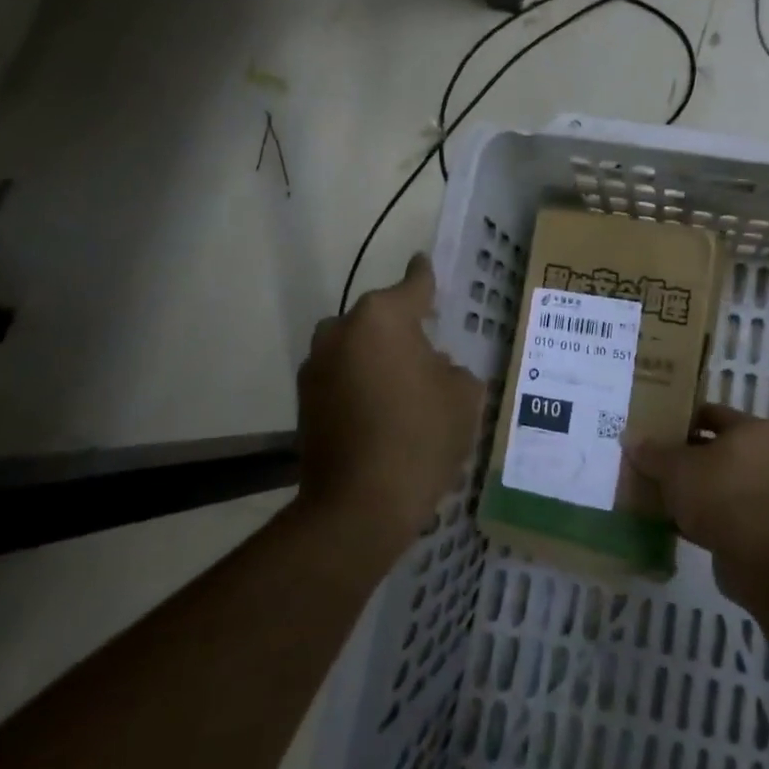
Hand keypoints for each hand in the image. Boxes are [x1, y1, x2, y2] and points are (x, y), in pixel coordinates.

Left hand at [296, 255, 483, 552]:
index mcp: (384, 318)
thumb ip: (453, 369)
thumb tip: (434, 368)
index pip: (414, 284)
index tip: (423, 262)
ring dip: (376, 356)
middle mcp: (343, 330)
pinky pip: (340, 375)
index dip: (424, 275)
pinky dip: (358, 383)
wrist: (358, 506)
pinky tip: (380, 411)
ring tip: (402, 385)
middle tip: (427, 350)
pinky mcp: (304, 400)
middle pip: (379, 317)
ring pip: (355, 346)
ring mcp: (317, 365)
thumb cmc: (421, 437)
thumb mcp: (464, 396)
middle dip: (401, 327)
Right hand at [627, 404, 768, 604]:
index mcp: (749, 430)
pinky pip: (721, 511)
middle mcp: (762, 456)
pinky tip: (672, 522)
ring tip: (657, 493)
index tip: (655, 429)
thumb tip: (628, 437)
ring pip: (716, 482)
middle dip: (682, 457)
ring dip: (690, 488)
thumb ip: (651, 452)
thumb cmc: (719, 494)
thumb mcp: (675, 468)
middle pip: (713, 449)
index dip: (681, 419)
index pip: (710, 413)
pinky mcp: (757, 526)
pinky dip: (699, 514)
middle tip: (651, 462)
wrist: (759, 557)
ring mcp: (762, 492)